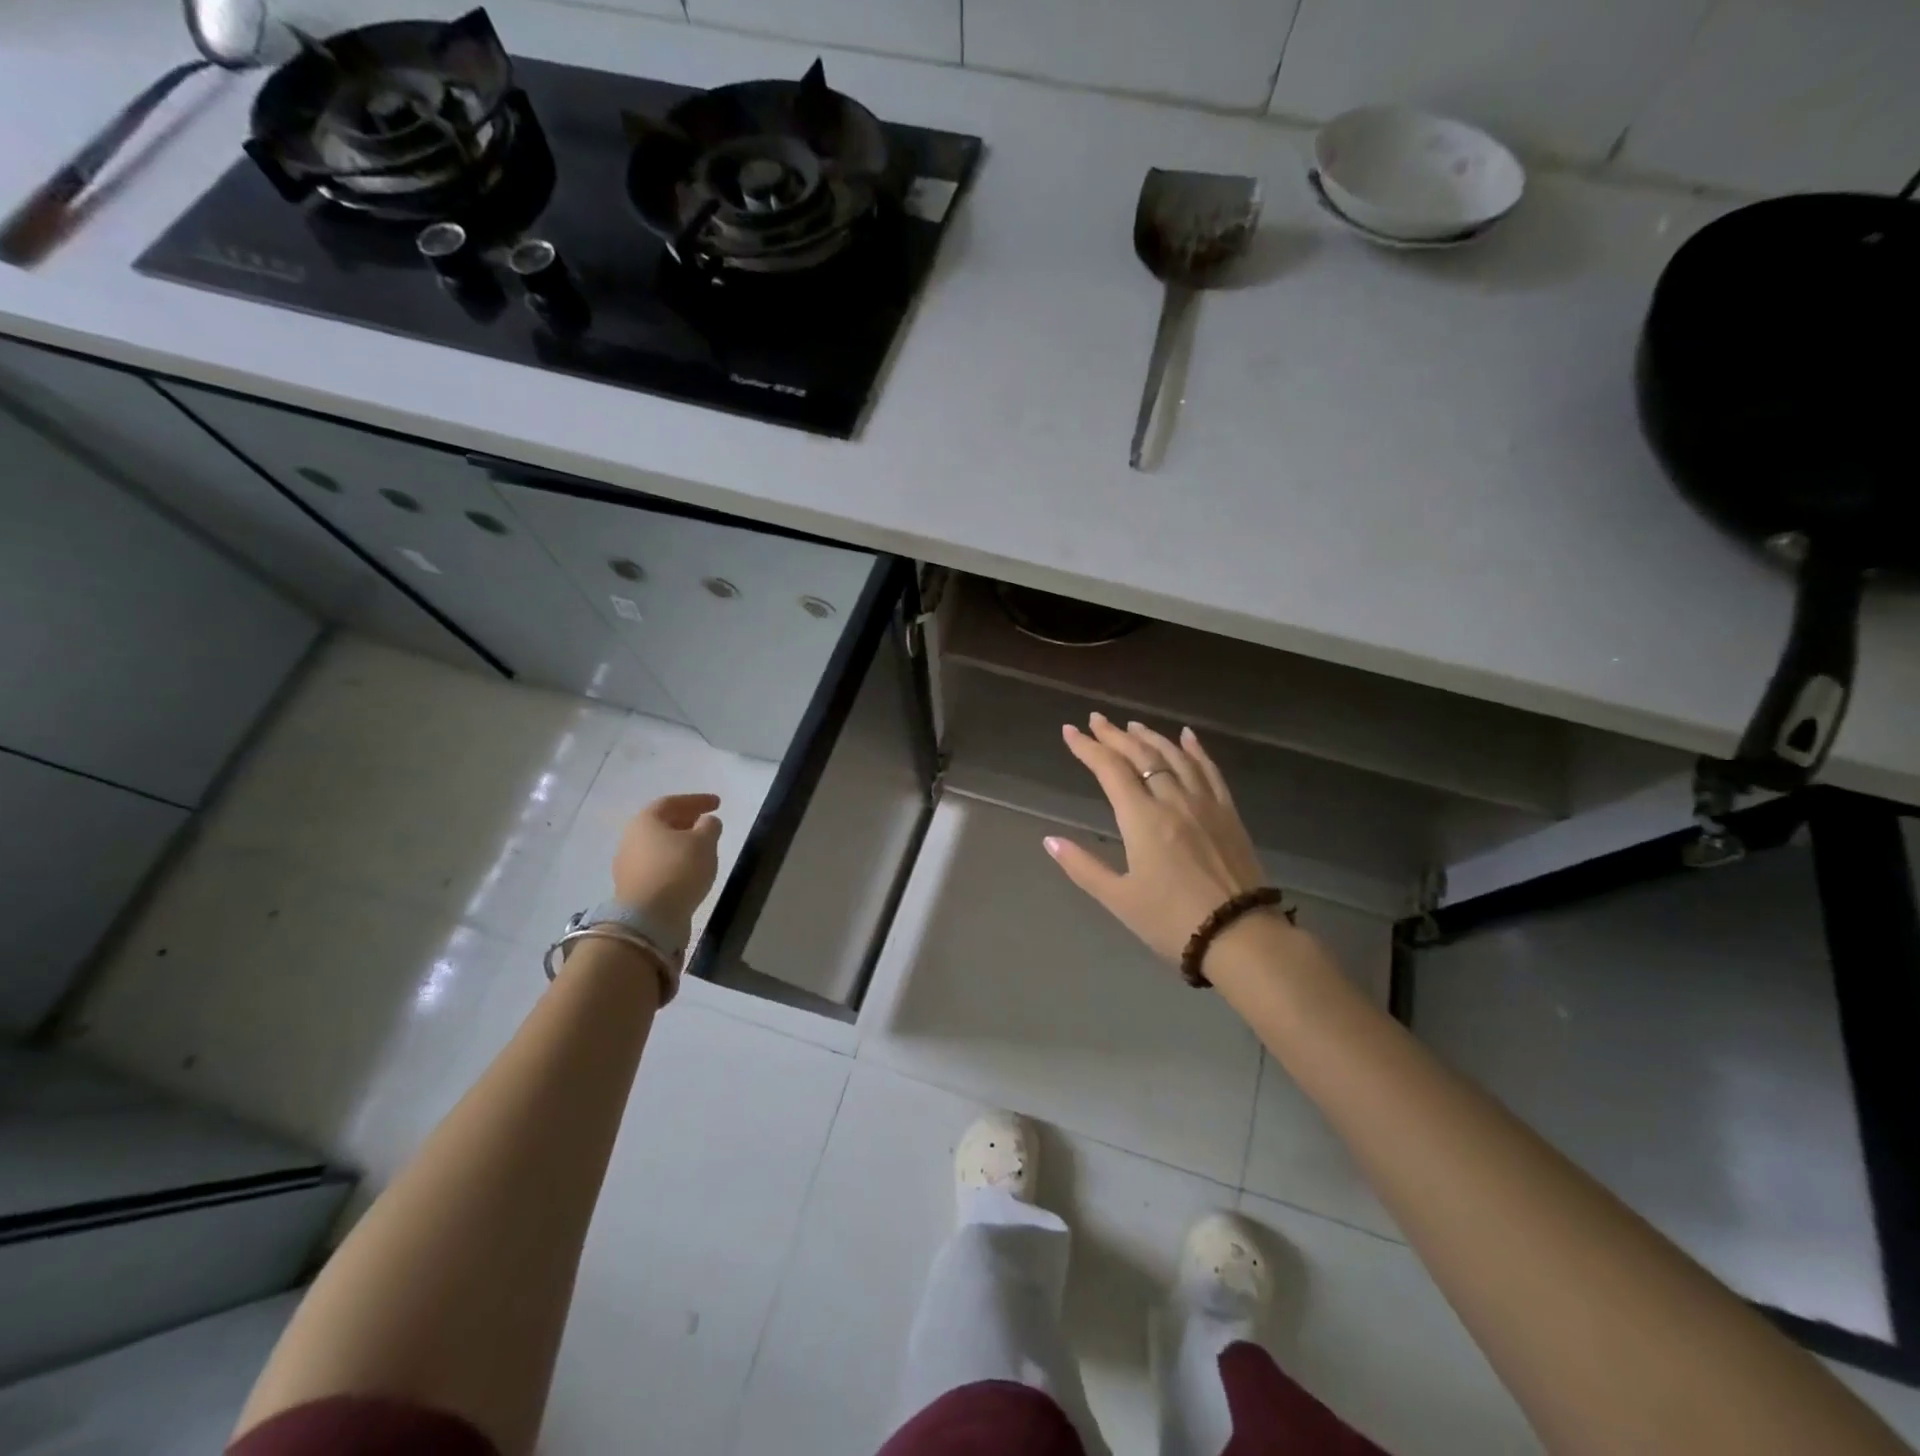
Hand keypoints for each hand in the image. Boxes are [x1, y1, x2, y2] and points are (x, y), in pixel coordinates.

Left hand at [611, 794, 722, 948]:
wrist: (649, 919)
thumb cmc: (678, 870)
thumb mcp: (704, 842)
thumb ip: (709, 826)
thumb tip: (707, 822)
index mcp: (645, 821)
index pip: (671, 802)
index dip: (697, 800)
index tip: (718, 804)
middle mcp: (630, 839)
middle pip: (661, 823)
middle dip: (686, 820)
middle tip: (706, 823)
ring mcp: (628, 865)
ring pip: (658, 846)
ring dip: (680, 843)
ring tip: (701, 847)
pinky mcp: (633, 887)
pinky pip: (657, 865)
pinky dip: (674, 862)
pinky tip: (689, 870)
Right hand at [1045, 714, 1268, 964]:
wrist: (1240, 936)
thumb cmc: (1172, 921)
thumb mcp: (1119, 898)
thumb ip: (1083, 866)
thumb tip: (1050, 841)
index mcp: (1142, 819)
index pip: (1110, 770)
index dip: (1088, 748)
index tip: (1070, 731)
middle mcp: (1173, 800)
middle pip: (1141, 755)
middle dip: (1115, 735)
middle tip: (1096, 720)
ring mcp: (1205, 803)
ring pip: (1175, 757)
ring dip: (1151, 737)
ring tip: (1132, 725)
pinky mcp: (1228, 813)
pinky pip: (1210, 770)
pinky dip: (1196, 749)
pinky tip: (1187, 736)